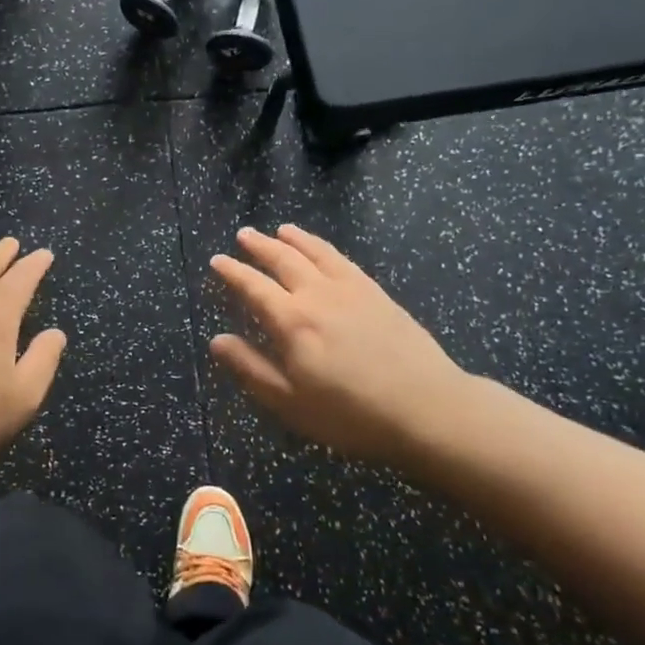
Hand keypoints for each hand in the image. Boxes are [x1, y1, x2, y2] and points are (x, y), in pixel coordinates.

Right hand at [209, 224, 471, 464]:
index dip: (233, 272)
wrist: (427, 409)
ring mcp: (350, 290)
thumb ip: (251, 368)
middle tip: (243, 234)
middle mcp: (317, 295)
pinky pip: (343, 260)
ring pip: (314, 253)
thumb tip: (217, 340)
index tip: (217, 260)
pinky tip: (322, 249)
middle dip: (260, 246)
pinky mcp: (377, 293)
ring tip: (280, 230)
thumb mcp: (290, 402)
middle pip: (283, 260)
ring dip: (293, 239)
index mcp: (291, 322)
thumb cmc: (351, 414)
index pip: (253, 287)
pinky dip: (325, 248)